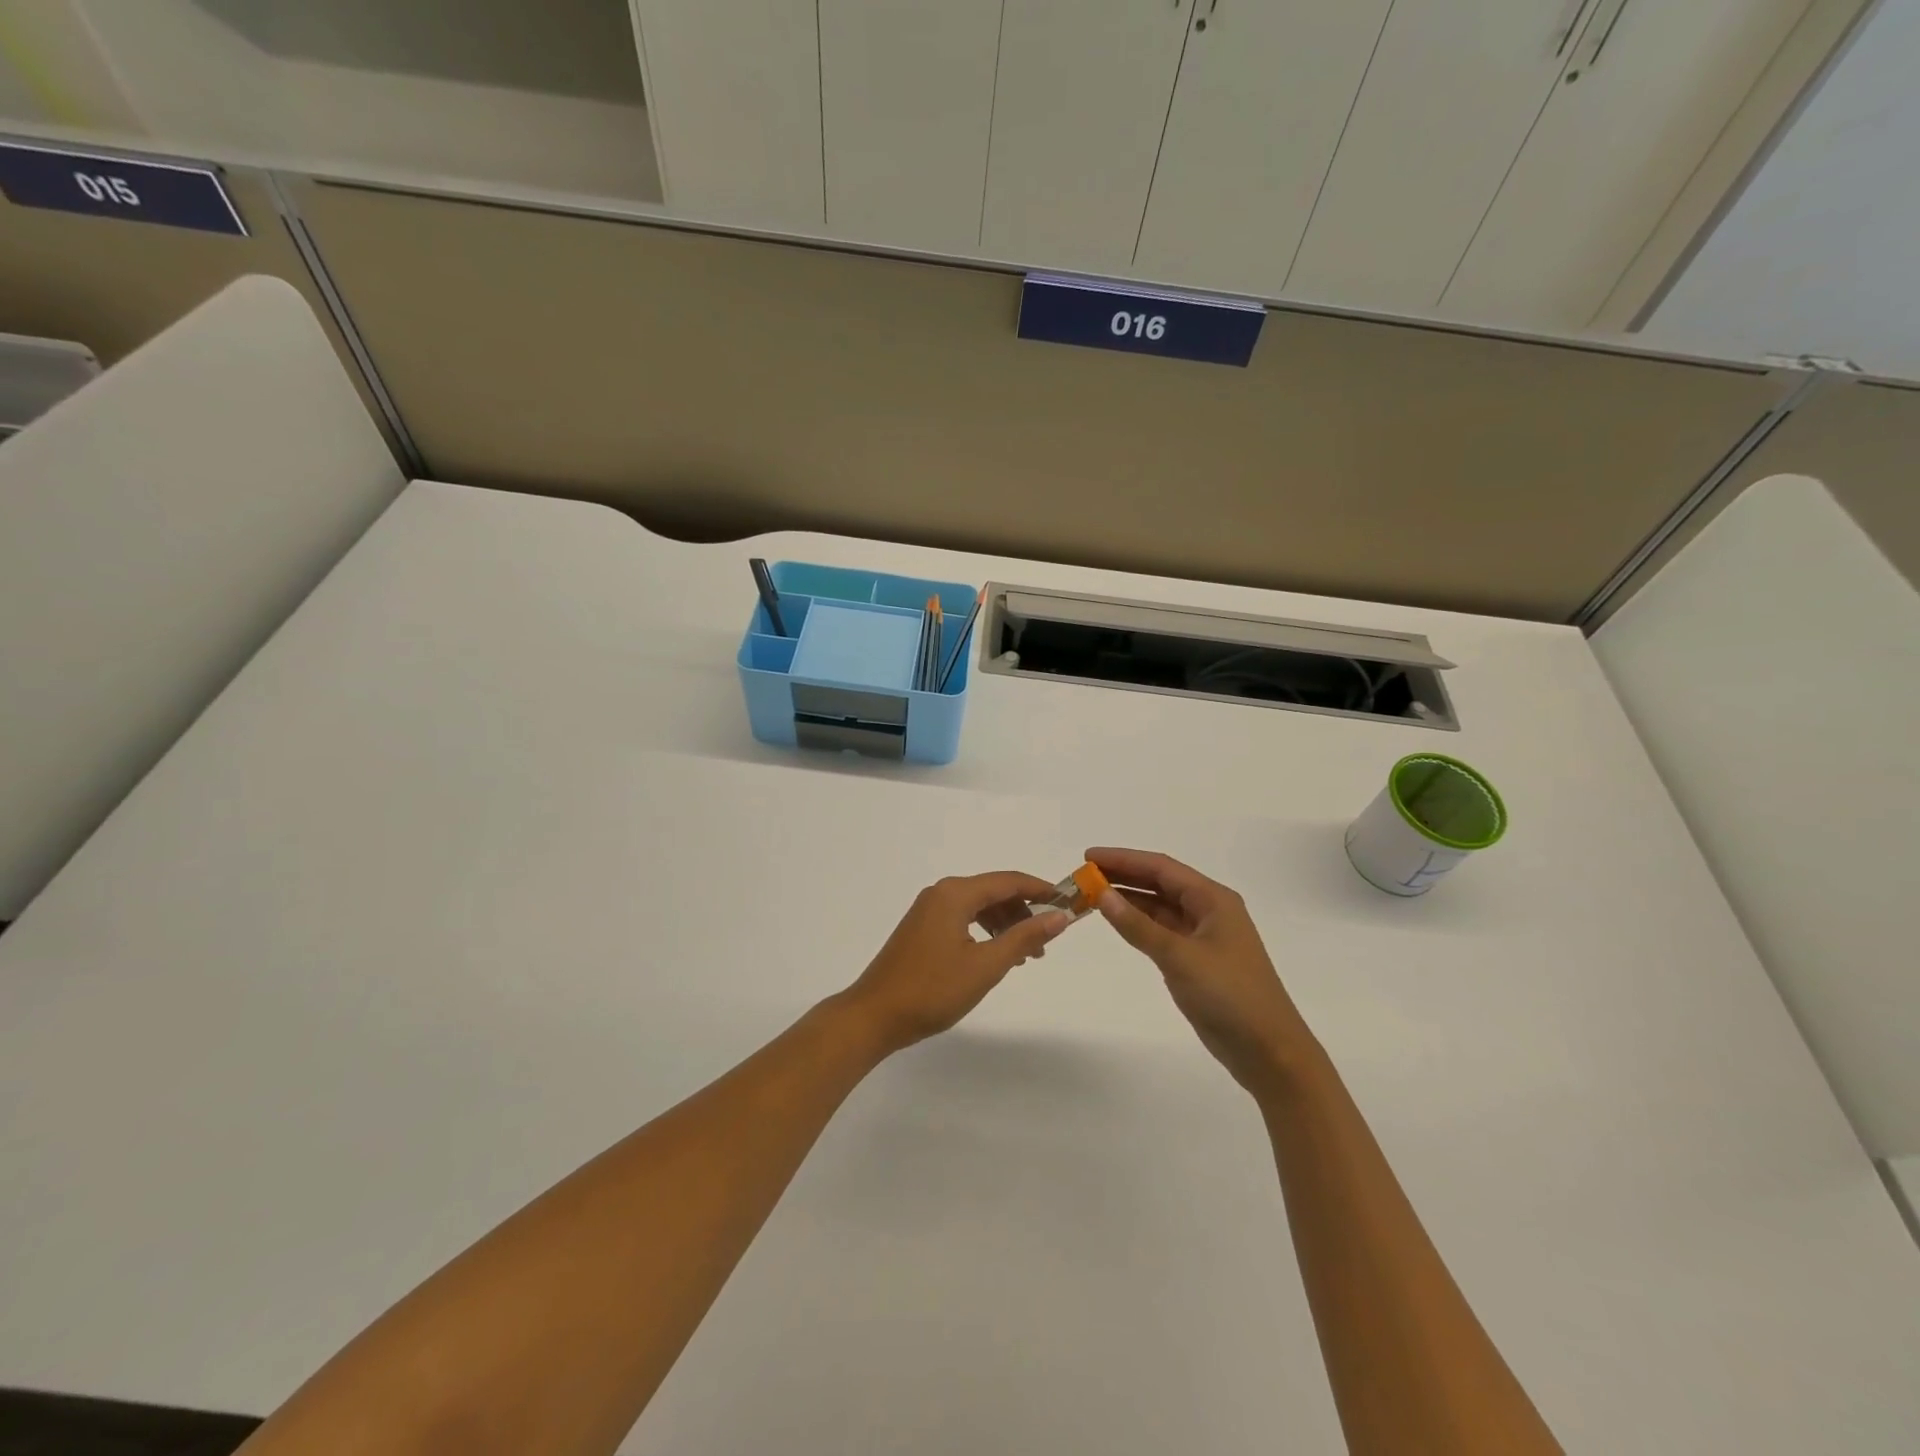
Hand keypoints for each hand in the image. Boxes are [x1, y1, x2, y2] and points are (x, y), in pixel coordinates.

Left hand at [837, 872, 1070, 1055]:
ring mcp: (927, 911)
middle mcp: (940, 893)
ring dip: (1005, 925)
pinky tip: (995, 955)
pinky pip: (962, 919)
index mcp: (955, 894)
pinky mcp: (921, 929)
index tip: (1068, 903)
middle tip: (1047, 942)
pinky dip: (985, 932)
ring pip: (978, 907)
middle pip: (993, 892)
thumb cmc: (932, 990)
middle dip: (1024, 912)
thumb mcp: (986, 966)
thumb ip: (1024, 938)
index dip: (1040, 890)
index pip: (1008, 881)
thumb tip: (1059, 916)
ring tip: (1026, 956)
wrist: (874, 1016)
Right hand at [1088, 848, 1312, 1094]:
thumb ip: (1138, 926)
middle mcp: (1210, 910)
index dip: (1123, 859)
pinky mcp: (1198, 960)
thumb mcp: (1179, 957)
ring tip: (1092, 895)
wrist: (1269, 1051)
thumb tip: (1102, 894)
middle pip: (1160, 883)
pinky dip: (1139, 923)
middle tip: (1084, 875)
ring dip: (1129, 900)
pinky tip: (1117, 921)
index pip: (1161, 868)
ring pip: (1160, 907)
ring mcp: (1204, 936)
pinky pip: (1162, 930)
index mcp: (1213, 899)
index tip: (1088, 856)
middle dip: (1123, 876)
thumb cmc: (1229, 996)